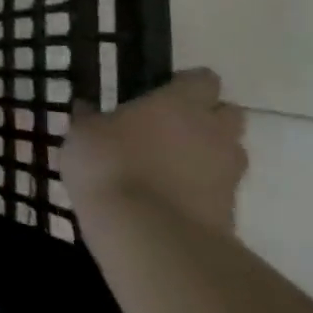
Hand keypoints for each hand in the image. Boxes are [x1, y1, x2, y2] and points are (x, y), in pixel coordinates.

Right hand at [61, 68, 247, 233]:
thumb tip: (86, 106)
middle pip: (229, 113)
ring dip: (207, 155)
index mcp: (179, 103)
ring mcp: (227, 173)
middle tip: (172, 128)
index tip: (163, 91)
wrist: (147, 234)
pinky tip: (169, 198)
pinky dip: (201, 190)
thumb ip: (90, 119)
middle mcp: (213, 132)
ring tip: (169, 166)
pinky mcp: (231, 211)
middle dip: (208, 118)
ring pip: (228, 153)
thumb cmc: (109, 165)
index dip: (186, 84)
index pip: (202, 79)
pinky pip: (219, 189)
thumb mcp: (82, 135)